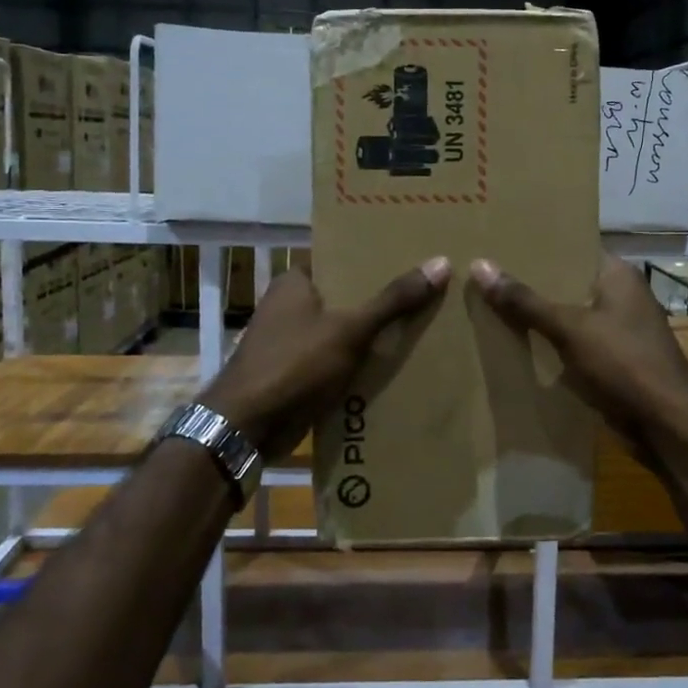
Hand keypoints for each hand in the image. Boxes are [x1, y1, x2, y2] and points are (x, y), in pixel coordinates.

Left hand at [202, 258, 451, 458]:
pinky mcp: (295, 374)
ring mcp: (290, 342)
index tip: (412, 258)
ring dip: (371, 335)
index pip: (341, 259)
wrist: (247, 428)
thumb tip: (440, 263)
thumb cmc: (294, 365)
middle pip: (345, 296)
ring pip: (342, 331)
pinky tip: (394, 366)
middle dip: (380, 300)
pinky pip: (335, 361)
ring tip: (421, 327)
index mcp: (295, 283)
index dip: (374, 260)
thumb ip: (393, 299)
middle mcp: (289, 306)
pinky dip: (358, 364)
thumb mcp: (350, 330)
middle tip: (427, 293)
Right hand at [471, 253, 687, 452]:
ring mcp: (618, 330)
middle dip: (531, 283)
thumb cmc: (624, 363)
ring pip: (569, 315)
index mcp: (617, 275)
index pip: (573, 247)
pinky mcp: (613, 360)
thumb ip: (525, 301)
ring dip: (538, 316)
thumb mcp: (569, 328)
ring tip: (491, 305)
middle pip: (567, 282)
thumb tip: (479, 265)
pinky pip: (573, 343)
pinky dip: (550, 343)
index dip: (539, 244)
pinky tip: (516, 343)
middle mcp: (620, 296)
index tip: (501, 242)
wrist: (667, 425)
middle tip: (486, 274)